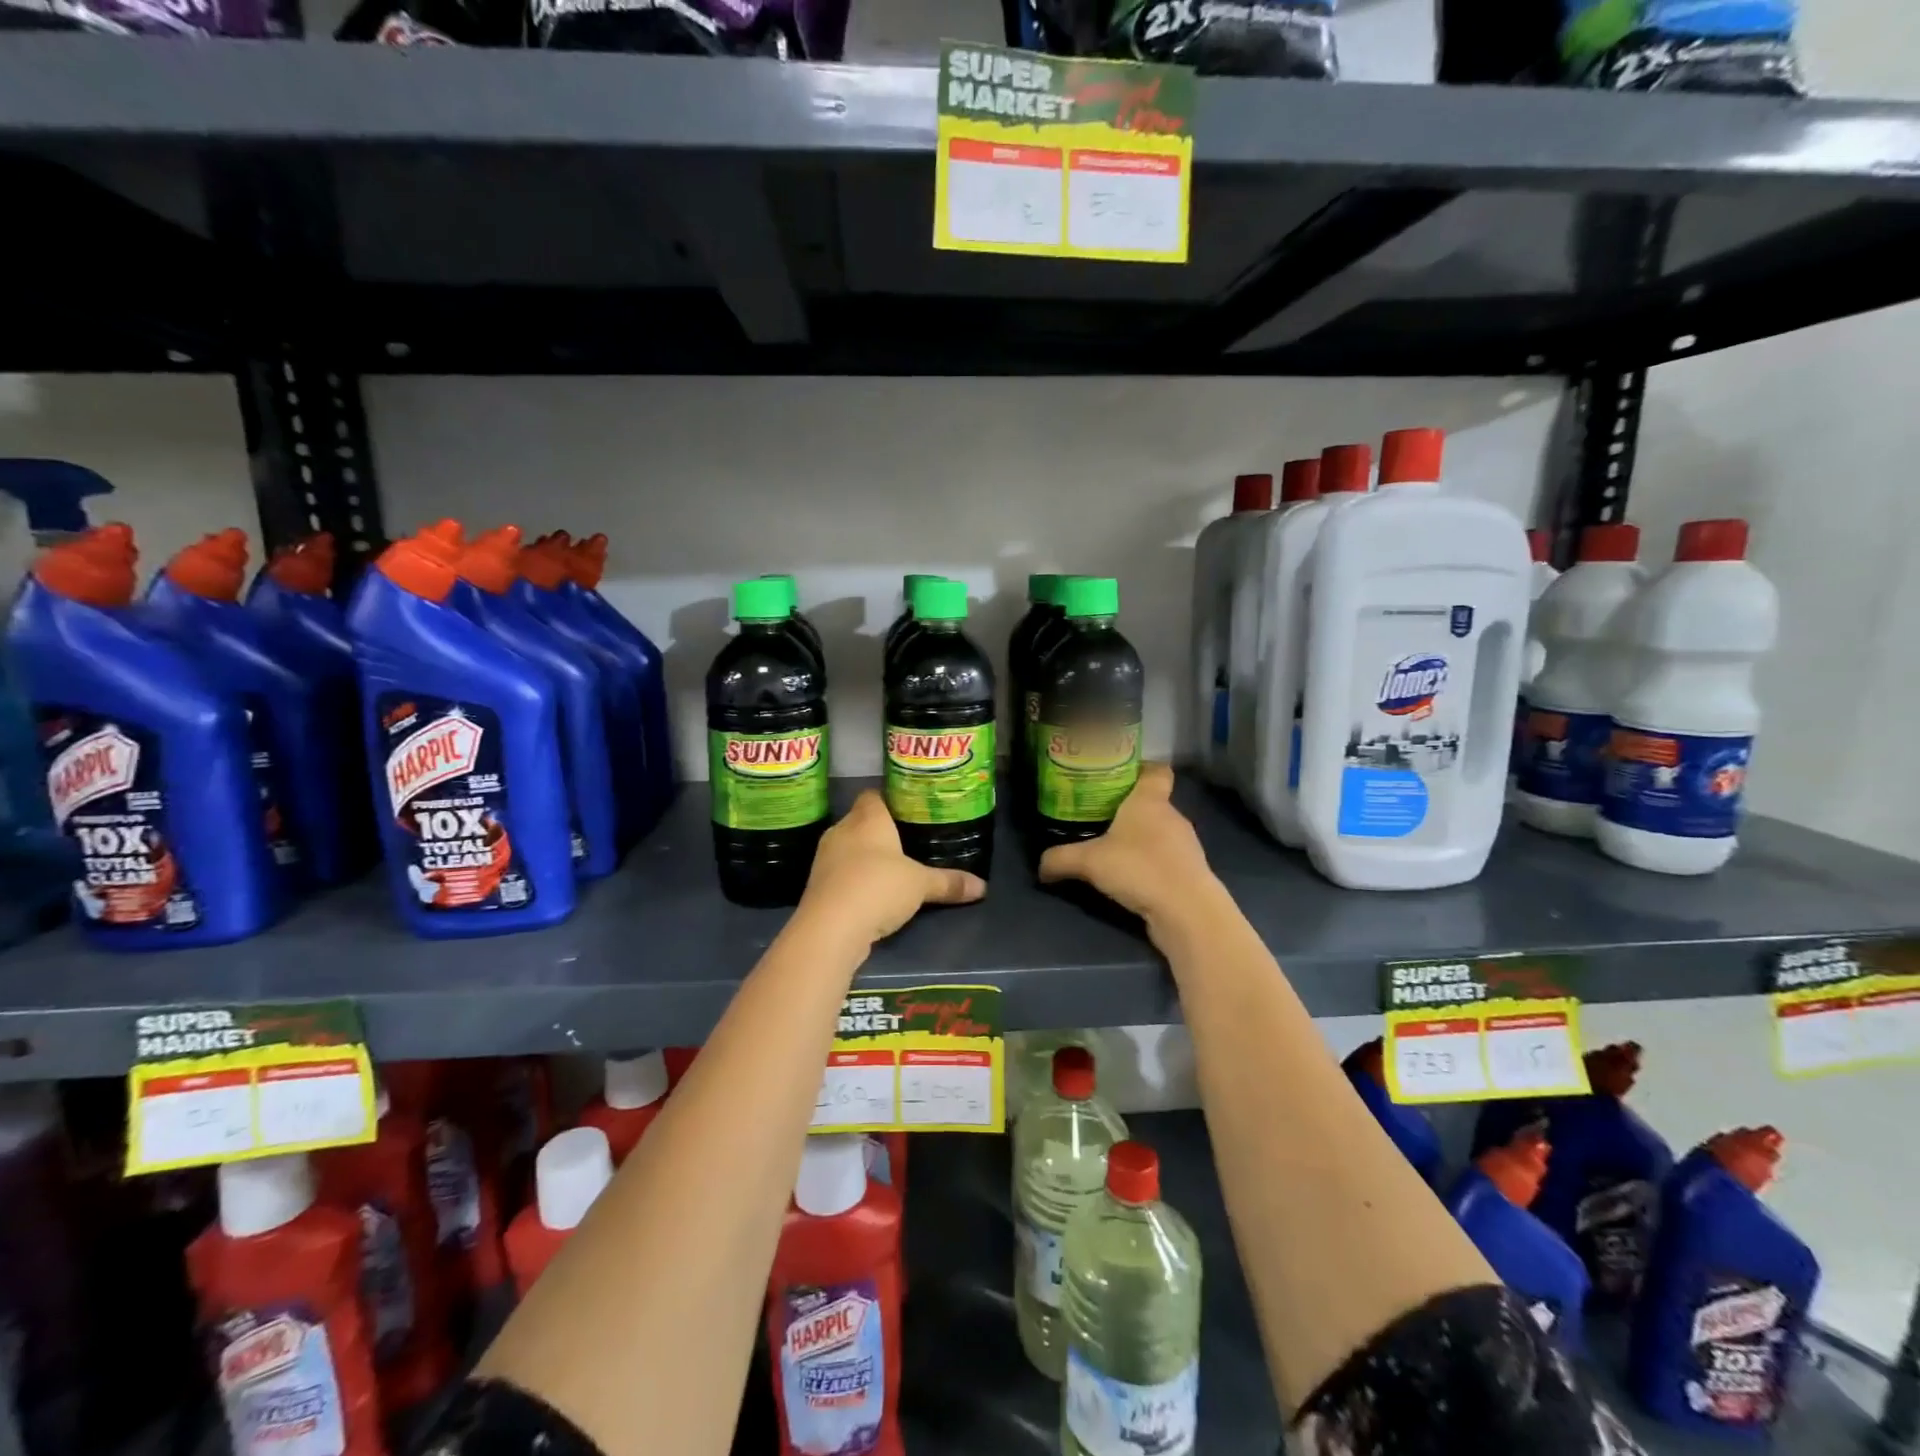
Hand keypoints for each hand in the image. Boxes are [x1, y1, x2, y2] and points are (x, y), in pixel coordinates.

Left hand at [798, 790, 985, 944]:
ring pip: (848, 847)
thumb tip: (983, 887)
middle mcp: (842, 830)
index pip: (873, 795)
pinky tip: (871, 892)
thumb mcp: (921, 885)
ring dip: (864, 857)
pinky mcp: (816, 885)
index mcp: (867, 818)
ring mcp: (825, 858)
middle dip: (880, 831)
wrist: (830, 928)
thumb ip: (949, 882)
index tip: (909, 809)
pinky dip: (853, 879)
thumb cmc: (878, 887)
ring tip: (891, 868)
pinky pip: (840, 873)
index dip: (889, 799)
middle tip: (907, 840)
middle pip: (860, 821)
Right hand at [1038, 764, 1220, 932]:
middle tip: (1100, 817)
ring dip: (1141, 840)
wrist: (1187, 911)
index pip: (1156, 771)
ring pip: (1160, 833)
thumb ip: (1060, 859)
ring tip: (1113, 851)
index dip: (1141, 769)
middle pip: (1153, 803)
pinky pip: (1167, 859)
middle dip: (1130, 810)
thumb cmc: (1139, 868)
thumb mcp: (1089, 862)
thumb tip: (1040, 866)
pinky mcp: (1191, 873)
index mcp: (1150, 801)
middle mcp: (1172, 816)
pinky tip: (1131, 878)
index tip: (1118, 776)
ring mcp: (1186, 845)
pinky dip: (1151, 864)